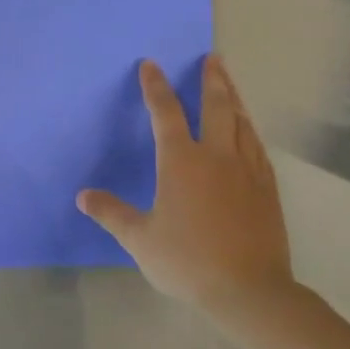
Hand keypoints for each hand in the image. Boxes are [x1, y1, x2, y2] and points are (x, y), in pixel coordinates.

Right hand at [78, 56, 294, 315]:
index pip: (166, 113)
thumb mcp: (139, 239)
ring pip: (241, 123)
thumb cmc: (187, 260)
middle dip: (211, 80)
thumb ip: (111, 213)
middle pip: (216, 107)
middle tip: (212, 58)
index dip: (156, 87)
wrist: (249, 290)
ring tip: (230, 84)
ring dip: (234, 99)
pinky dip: (250, 130)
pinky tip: (249, 132)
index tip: (151, 64)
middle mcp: (216, 156)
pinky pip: (257, 147)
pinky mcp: (266, 188)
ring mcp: (247, 170)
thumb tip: (83, 196)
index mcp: (181, 162)